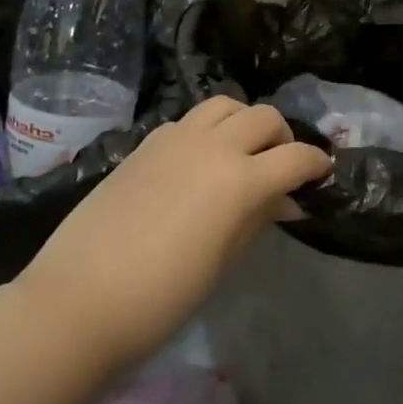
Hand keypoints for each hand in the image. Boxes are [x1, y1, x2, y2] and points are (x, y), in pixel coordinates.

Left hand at [14, 98, 331, 371]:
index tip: (323, 173)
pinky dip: (207, 129)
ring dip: (244, 121)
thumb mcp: (222, 260)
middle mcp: (212, 146)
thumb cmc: (161, 297)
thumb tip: (285, 201)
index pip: (295, 158)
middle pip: (264, 117)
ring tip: (242, 152)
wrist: (79, 298)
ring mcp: (174, 139)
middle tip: (282, 166)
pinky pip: (189, 121)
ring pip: (224, 105)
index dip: (316, 163)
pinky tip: (200, 160)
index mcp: (239, 180)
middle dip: (283, 137)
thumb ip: (257, 220)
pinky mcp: (146, 143)